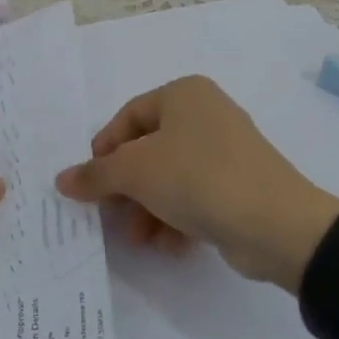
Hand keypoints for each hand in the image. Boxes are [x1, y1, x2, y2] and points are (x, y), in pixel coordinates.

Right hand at [55, 76, 338, 293]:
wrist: (277, 224)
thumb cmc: (197, 178)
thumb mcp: (135, 173)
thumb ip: (95, 175)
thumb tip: (62, 180)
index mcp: (183, 94)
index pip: (127, 117)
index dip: (104, 151)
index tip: (91, 184)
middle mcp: (206, 114)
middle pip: (147, 150)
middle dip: (126, 189)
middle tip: (111, 216)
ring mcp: (227, 150)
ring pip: (170, 177)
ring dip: (148, 209)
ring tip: (140, 240)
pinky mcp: (241, 185)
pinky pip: (196, 196)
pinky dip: (177, 218)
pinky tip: (169, 245)